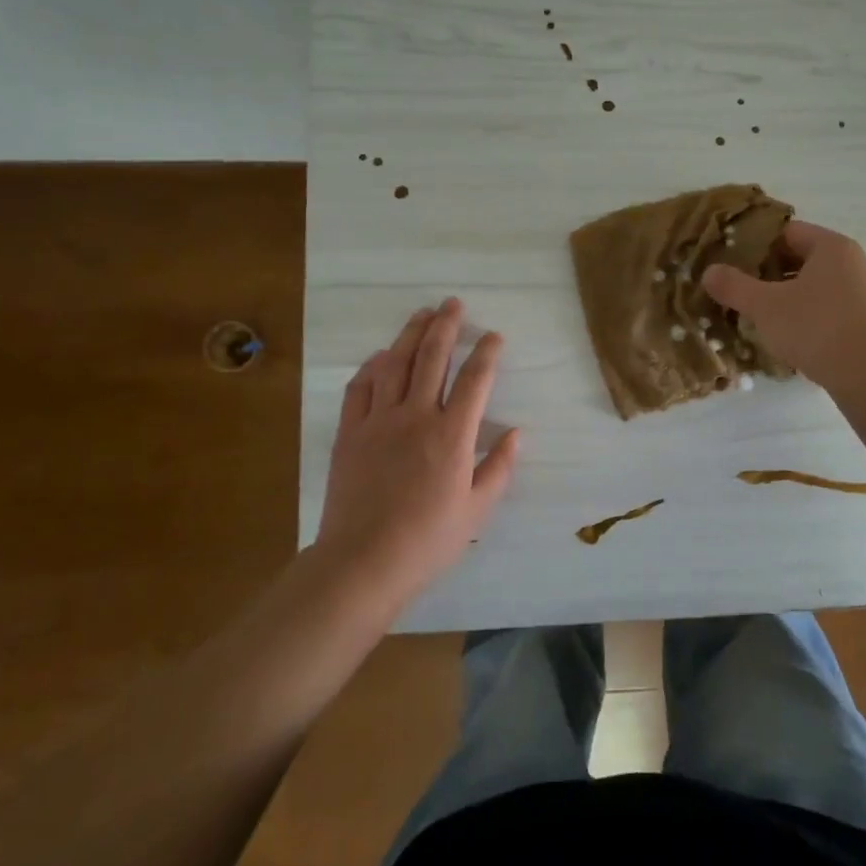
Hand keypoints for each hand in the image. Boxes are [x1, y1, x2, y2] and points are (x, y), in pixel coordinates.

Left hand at [314, 299, 518, 604]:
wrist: (363, 561)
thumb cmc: (428, 540)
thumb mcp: (477, 510)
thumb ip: (499, 468)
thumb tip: (516, 433)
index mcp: (452, 435)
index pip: (475, 379)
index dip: (486, 352)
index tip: (493, 335)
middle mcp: (416, 416)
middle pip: (432, 357)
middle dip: (446, 326)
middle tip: (453, 303)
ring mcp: (378, 421)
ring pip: (395, 364)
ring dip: (410, 334)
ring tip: (421, 313)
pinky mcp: (350, 432)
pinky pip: (360, 388)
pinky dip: (372, 366)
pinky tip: (381, 356)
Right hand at [700, 220, 865, 391]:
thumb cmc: (814, 327)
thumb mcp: (765, 306)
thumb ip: (734, 286)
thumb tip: (709, 272)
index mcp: (832, 247)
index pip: (788, 232)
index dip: (757, 245)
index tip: (734, 263)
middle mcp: (854, 262)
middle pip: (803, 259)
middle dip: (771, 273)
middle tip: (743, 290)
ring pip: (817, 286)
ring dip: (790, 296)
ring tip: (762, 315)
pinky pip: (832, 309)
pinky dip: (810, 316)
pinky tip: (792, 336)